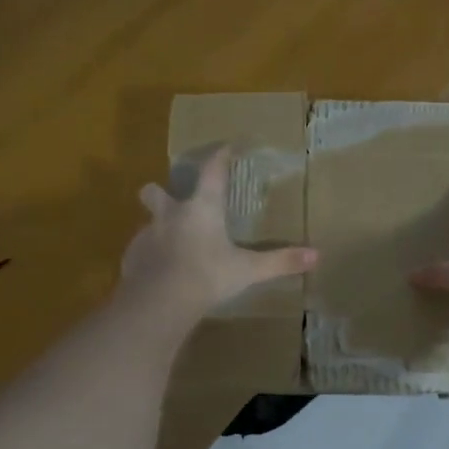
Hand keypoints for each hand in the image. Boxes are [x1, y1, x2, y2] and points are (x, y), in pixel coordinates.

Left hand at [122, 145, 316, 320]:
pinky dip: (150, 258)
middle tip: (174, 203)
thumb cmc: (207, 276)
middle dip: (160, 193)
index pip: (212, 171)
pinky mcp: (131, 259)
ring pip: (148, 223)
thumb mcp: (248, 270)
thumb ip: (280, 262)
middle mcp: (170, 215)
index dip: (220, 156)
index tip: (227, 146)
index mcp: (201, 208)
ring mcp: (146, 236)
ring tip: (173, 247)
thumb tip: (316, 255)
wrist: (160, 302)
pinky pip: (140, 252)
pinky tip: (160, 274)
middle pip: (155, 192)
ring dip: (159, 229)